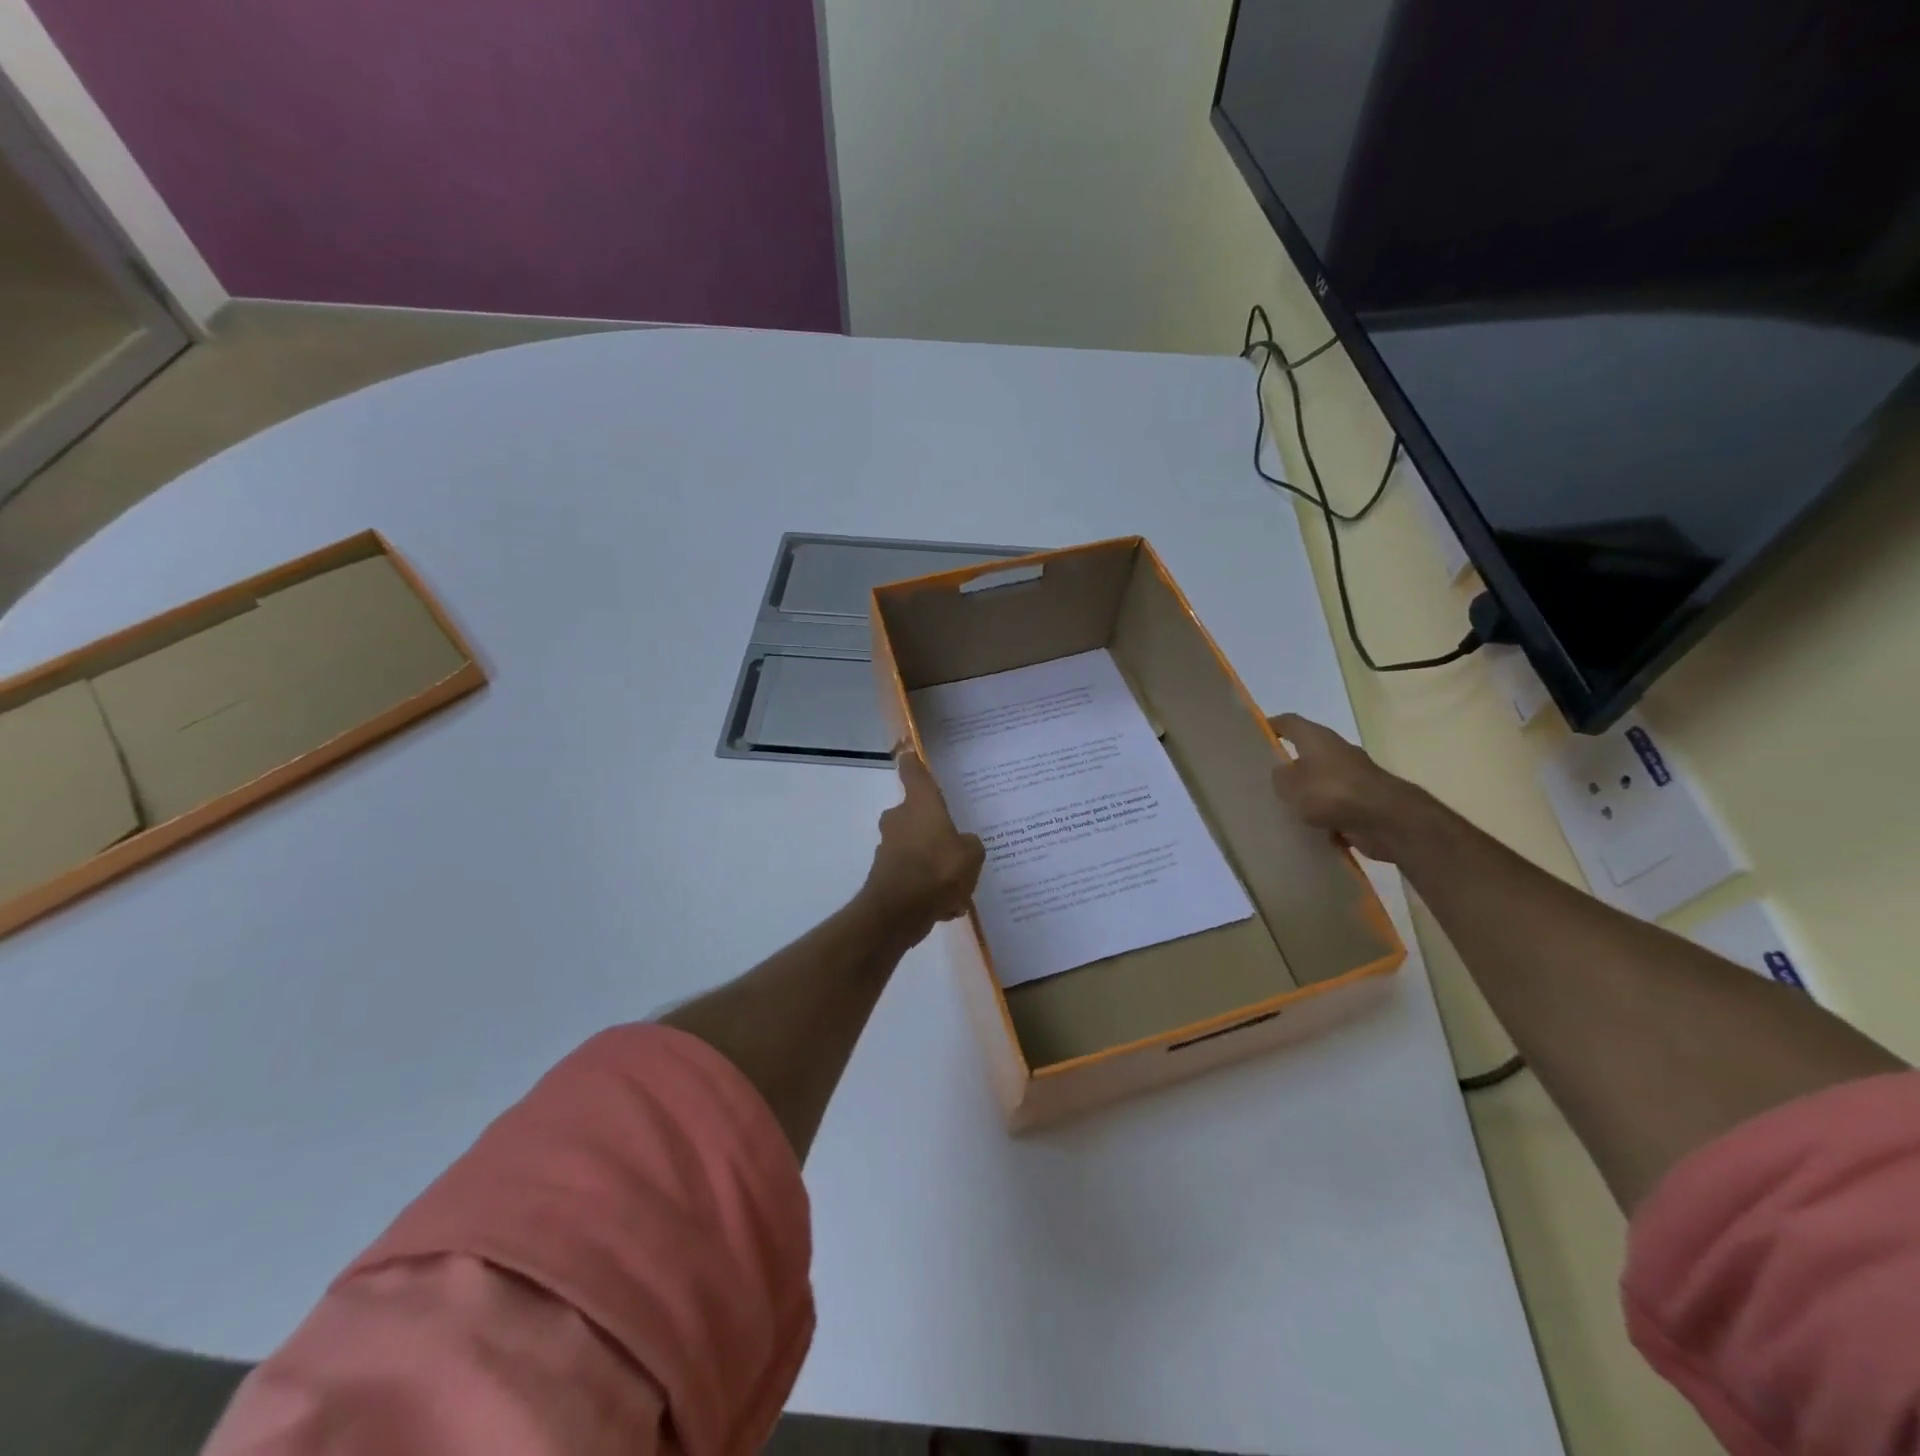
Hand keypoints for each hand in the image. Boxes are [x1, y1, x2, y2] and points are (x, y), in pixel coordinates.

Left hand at [860, 750, 985, 935]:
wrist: (899, 911)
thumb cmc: (938, 870)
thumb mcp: (971, 855)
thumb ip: (969, 844)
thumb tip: (962, 845)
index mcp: (920, 805)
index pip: (914, 773)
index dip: (914, 763)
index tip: (911, 755)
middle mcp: (899, 820)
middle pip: (916, 815)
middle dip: (933, 829)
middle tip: (957, 846)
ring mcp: (888, 848)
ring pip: (916, 848)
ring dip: (932, 862)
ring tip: (958, 888)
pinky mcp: (885, 875)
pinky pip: (913, 875)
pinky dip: (927, 887)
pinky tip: (946, 906)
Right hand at [1268, 713, 1428, 862]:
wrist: (1387, 821)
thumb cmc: (1332, 793)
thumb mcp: (1290, 785)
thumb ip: (1280, 777)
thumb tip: (1283, 773)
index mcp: (1317, 738)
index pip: (1289, 723)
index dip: (1271, 726)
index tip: (1255, 736)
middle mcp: (1337, 752)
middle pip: (1307, 753)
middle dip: (1288, 766)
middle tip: (1264, 780)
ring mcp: (1353, 778)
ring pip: (1321, 783)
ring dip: (1307, 795)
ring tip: (1284, 811)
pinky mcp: (1364, 803)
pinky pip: (1335, 808)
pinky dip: (1324, 818)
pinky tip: (1309, 832)